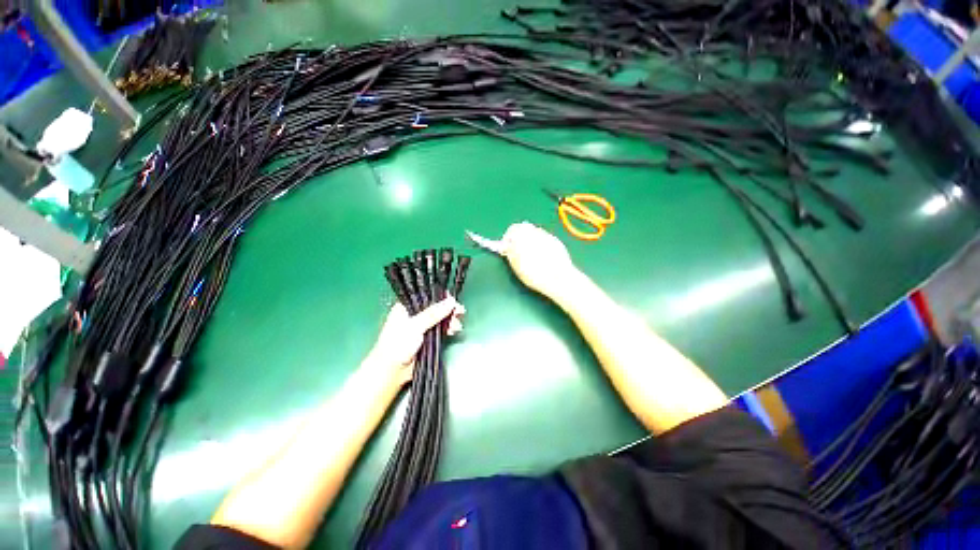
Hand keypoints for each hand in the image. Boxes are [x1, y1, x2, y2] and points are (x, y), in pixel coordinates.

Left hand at [365, 297, 464, 384]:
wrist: (391, 371)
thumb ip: (434, 313)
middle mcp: (414, 314)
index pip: (426, 295)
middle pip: (436, 307)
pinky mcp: (427, 338)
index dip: (440, 296)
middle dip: (449, 309)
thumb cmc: (397, 344)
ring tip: (457, 325)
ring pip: (440, 318)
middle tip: (460, 312)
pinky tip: (454, 330)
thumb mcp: (415, 325)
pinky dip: (448, 328)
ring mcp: (422, 326)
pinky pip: (441, 329)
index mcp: (407, 306)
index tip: (452, 299)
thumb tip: (452, 301)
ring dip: (450, 320)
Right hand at [503, 222, 579, 299]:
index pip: (512, 229)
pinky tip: (542, 256)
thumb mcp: (516, 265)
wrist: (558, 278)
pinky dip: (540, 244)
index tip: (507, 249)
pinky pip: (544, 239)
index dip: (508, 239)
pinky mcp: (557, 241)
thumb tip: (506, 246)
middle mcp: (535, 231)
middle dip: (519, 238)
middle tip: (517, 251)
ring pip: (535, 233)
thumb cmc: (534, 273)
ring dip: (530, 240)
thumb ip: (509, 252)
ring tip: (530, 255)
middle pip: (524, 229)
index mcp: (522, 235)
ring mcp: (547, 235)